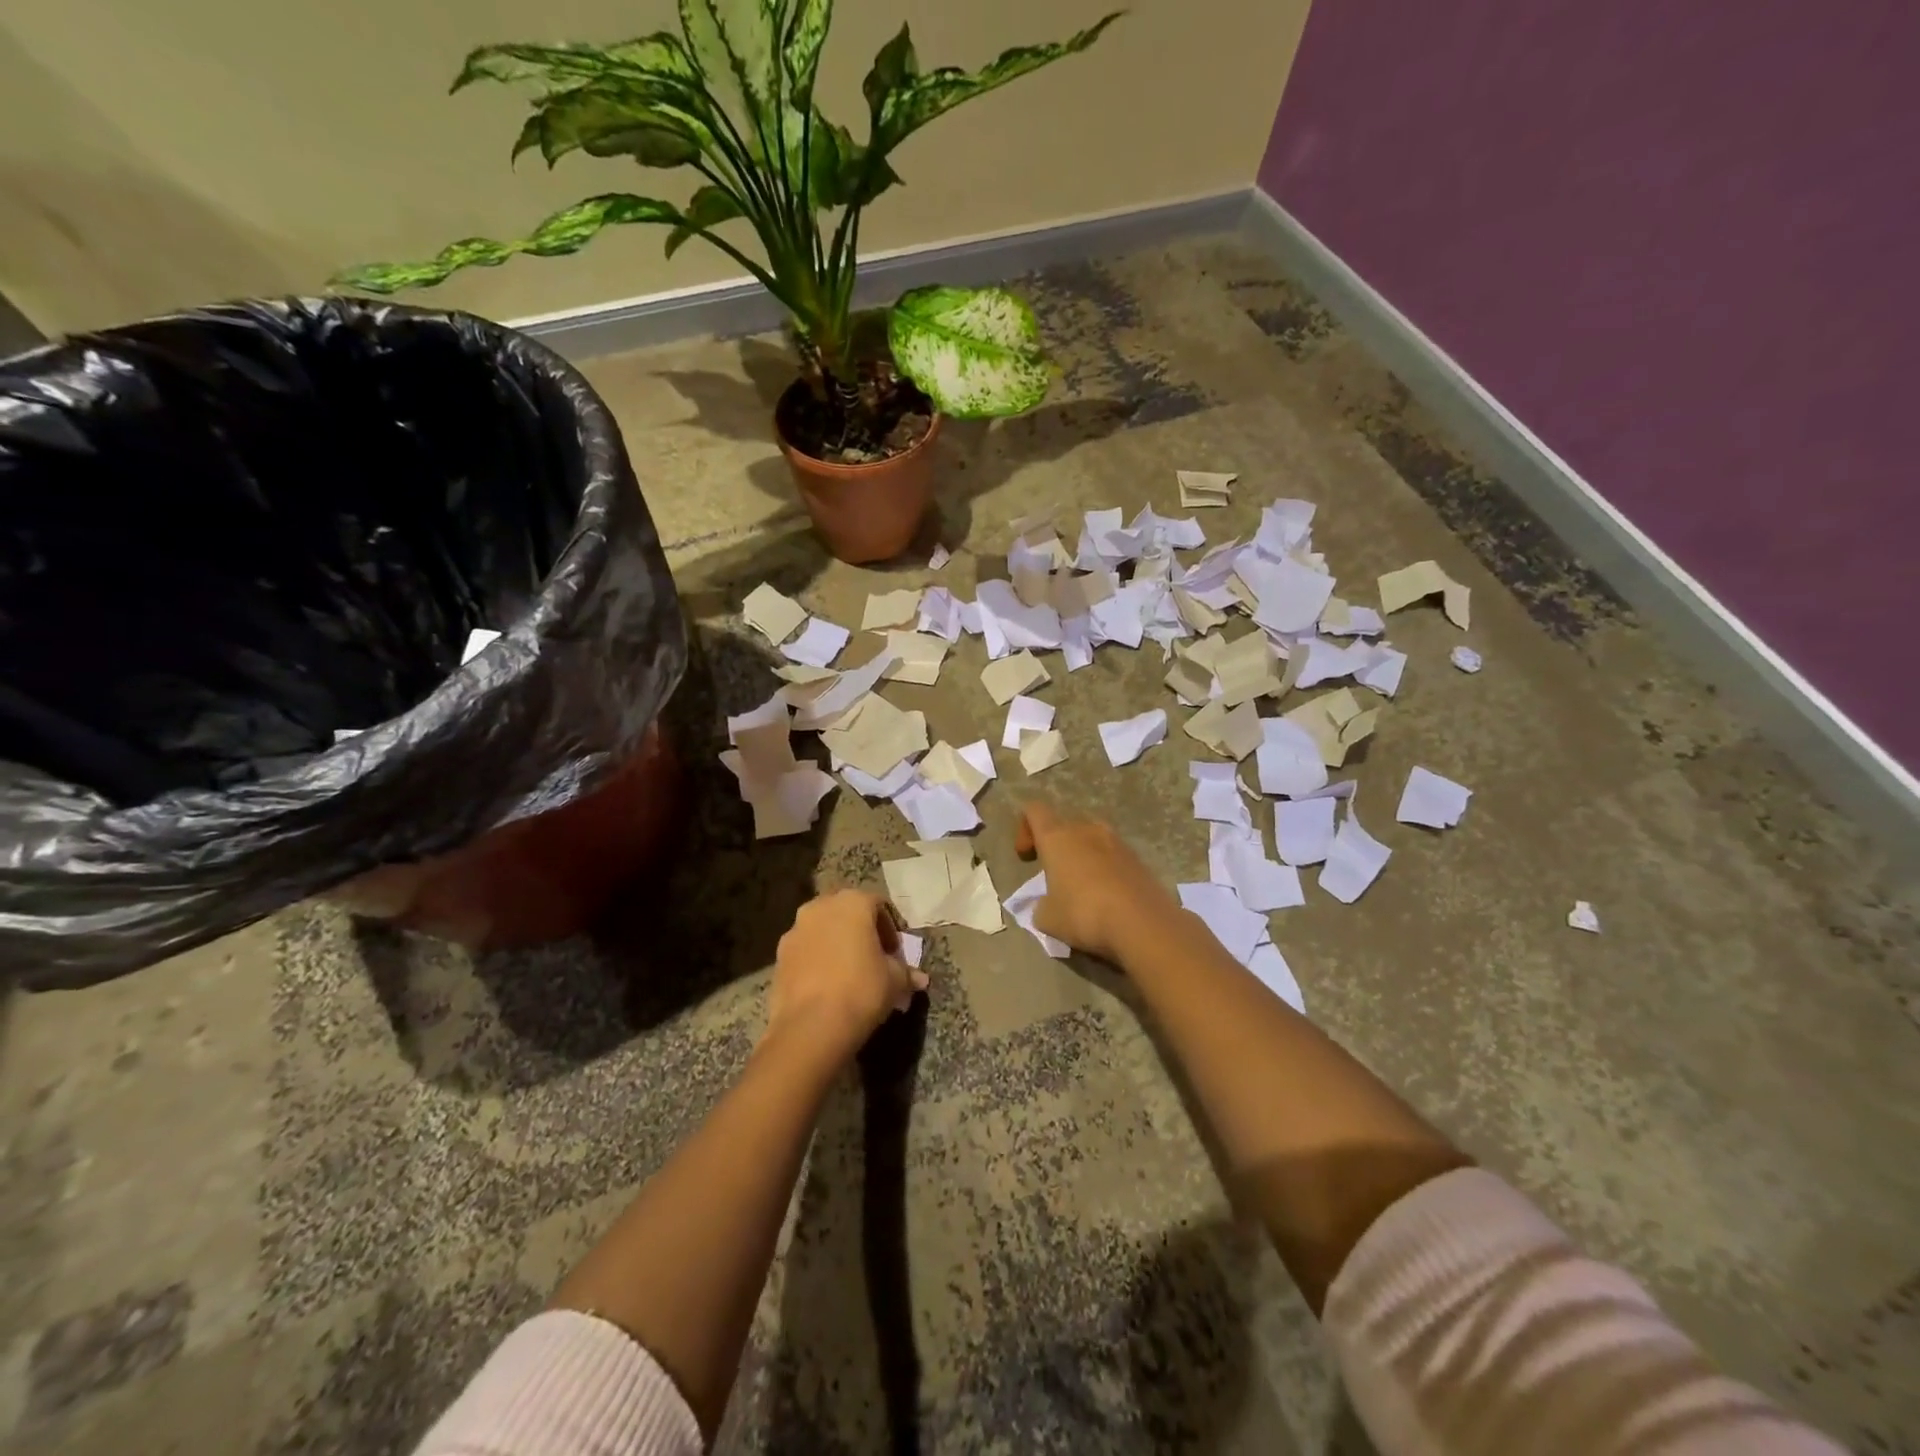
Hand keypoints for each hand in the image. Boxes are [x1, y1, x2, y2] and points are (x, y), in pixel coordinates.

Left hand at [768, 890, 926, 1056]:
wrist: (811, 1027)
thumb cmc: (862, 990)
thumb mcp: (895, 982)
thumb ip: (906, 973)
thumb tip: (920, 978)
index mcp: (853, 902)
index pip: (878, 905)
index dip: (890, 929)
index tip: (895, 954)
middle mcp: (821, 907)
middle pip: (847, 912)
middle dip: (860, 931)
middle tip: (872, 959)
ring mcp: (795, 930)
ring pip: (822, 930)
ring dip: (836, 944)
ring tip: (847, 974)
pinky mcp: (778, 956)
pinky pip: (805, 950)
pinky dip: (816, 960)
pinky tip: (826, 985)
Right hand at [1015, 799, 1179, 962]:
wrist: (1143, 924)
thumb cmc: (1083, 914)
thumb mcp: (1047, 918)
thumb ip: (1041, 906)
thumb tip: (1047, 906)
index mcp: (1057, 837)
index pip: (1034, 810)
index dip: (1025, 829)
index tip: (1027, 857)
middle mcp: (1087, 830)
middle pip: (1065, 825)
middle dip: (1057, 846)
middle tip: (1054, 875)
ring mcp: (1117, 843)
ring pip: (1092, 840)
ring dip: (1083, 858)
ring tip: (1082, 889)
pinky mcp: (1139, 860)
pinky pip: (1114, 858)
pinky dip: (1106, 872)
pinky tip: (1107, 899)